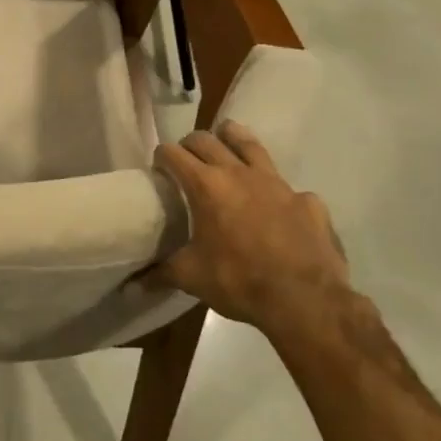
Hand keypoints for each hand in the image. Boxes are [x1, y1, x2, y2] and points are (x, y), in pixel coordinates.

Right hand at [152, 121, 348, 329]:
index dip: (161, 157)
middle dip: (190, 144)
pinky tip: (275, 207)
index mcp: (206, 186)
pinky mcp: (307, 200)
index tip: (158, 169)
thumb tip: (133, 286)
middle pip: (207, 140)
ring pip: (249, 144)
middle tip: (185, 159)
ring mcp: (277, 183)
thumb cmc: (239, 281)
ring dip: (232, 139)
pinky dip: (275, 191)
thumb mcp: (192, 277)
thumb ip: (161, 273)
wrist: (305, 300)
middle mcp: (239, 174)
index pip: (173, 154)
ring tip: (225, 142)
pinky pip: (287, 187)